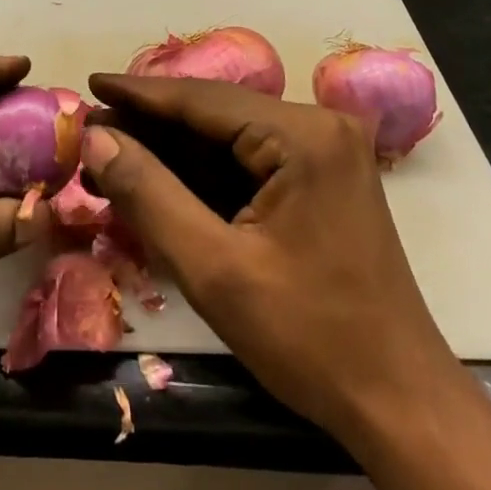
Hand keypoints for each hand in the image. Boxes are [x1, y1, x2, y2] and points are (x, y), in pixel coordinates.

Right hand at [81, 73, 463, 441]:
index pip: (203, 100)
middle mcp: (319, 126)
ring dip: (176, 147)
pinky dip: (206, 169)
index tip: (89, 85)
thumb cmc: (309, 338)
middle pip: (217, 113)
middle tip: (94, 127)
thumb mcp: (214, 269)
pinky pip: (252, 158)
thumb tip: (96, 137)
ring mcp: (326, 150)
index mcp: (303, 136)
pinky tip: (163, 175)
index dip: (139, 94)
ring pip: (232, 134)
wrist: (400, 404)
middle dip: (153, 123)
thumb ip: (149, 194)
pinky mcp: (325, 176)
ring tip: (115, 149)